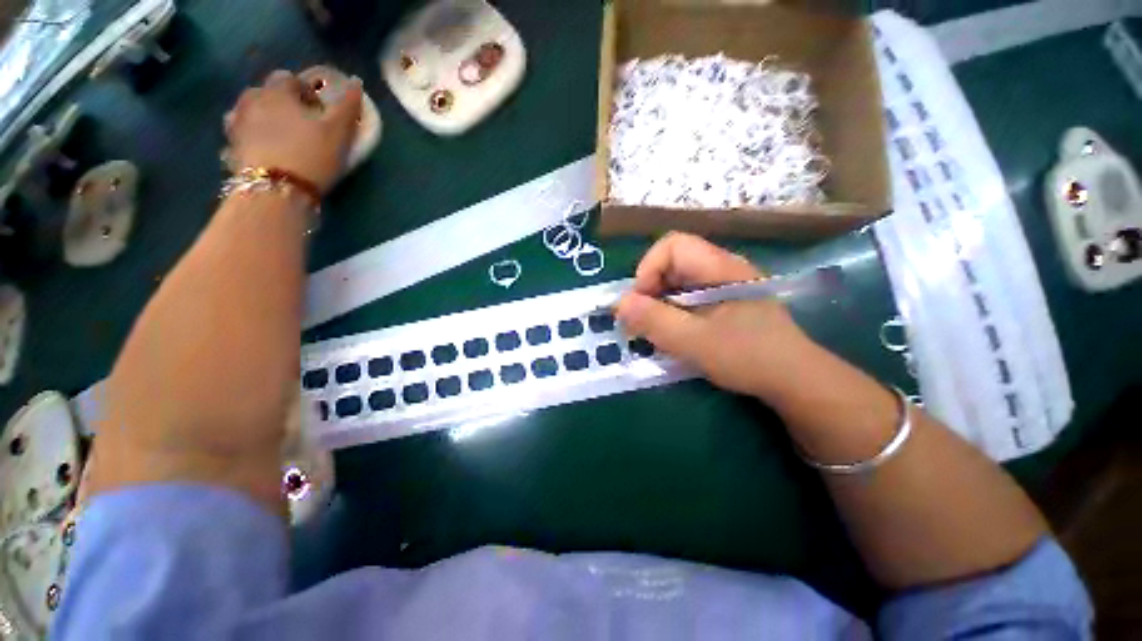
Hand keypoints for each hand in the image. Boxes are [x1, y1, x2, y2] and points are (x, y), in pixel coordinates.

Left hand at [225, 69, 362, 193]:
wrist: (276, 191)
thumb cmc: (311, 155)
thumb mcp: (338, 131)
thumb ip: (347, 105)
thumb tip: (355, 82)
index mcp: (276, 92)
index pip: (289, 78)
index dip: (306, 91)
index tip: (320, 111)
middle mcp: (250, 101)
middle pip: (265, 94)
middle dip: (282, 104)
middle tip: (301, 126)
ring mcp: (236, 125)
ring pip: (250, 114)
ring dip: (263, 120)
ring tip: (281, 140)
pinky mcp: (230, 149)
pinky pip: (241, 137)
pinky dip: (252, 140)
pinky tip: (265, 155)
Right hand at [615, 232, 812, 399]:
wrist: (794, 380)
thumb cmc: (748, 357)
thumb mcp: (694, 341)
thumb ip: (654, 321)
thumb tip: (619, 304)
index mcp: (719, 268)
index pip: (672, 245)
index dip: (648, 269)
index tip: (640, 302)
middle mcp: (721, 269)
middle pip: (672, 263)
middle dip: (650, 290)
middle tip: (643, 322)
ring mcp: (723, 285)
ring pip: (678, 282)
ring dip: (659, 303)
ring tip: (656, 331)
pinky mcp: (723, 302)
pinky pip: (687, 297)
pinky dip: (672, 312)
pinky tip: (674, 333)